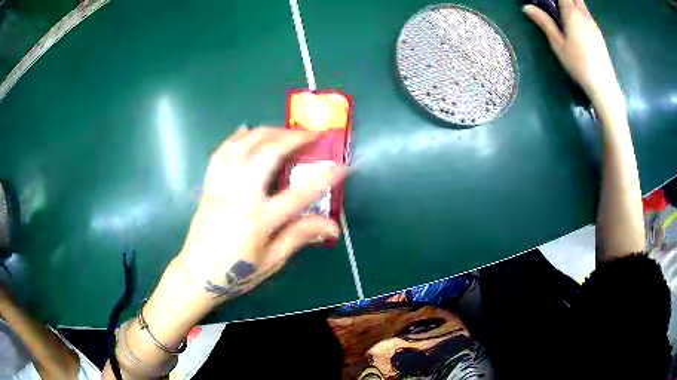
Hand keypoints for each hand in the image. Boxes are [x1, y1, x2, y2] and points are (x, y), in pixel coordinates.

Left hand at [174, 126, 346, 304]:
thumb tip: (332, 227)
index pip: (299, 194)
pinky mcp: (209, 185)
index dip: (325, 178)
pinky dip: (235, 138)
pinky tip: (245, 131)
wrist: (196, 275)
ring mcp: (222, 186)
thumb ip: (299, 237)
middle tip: (311, 133)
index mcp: (259, 219)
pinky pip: (221, 153)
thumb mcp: (271, 261)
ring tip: (284, 130)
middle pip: (267, 154)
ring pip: (243, 145)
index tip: (343, 166)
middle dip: (293, 138)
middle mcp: (239, 195)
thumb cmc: (235, 274)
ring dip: (266, 132)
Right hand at [523, 0, 621, 101]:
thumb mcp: (558, 44)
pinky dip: (579, 12)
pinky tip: (576, 25)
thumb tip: (527, 7)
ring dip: (572, 4)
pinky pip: (587, 15)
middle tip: (556, 6)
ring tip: (563, 14)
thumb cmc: (579, 64)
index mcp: (572, 13)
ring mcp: (593, 24)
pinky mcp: (599, 34)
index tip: (547, 2)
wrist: (604, 85)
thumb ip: (544, 23)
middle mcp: (584, 14)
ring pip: (582, 5)